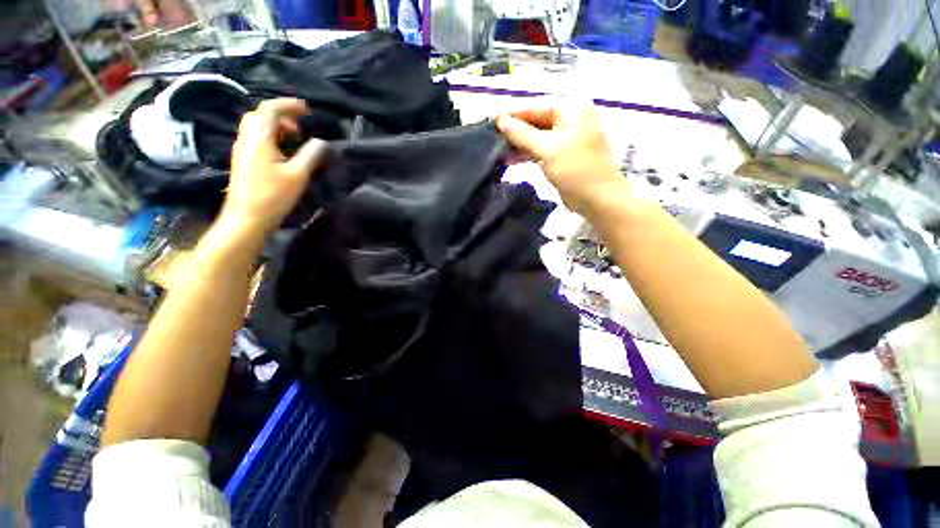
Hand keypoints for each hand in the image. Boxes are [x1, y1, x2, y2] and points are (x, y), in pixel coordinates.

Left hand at [219, 98, 326, 237]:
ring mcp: (243, 150)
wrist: (247, 218)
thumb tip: (322, 142)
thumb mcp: (298, 175)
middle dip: (281, 115)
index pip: (270, 109)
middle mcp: (247, 139)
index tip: (307, 110)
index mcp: (259, 138)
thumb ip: (311, 155)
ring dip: (276, 127)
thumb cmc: (273, 196)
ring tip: (296, 138)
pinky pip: (257, 140)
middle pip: (260, 116)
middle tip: (301, 125)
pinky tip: (284, 152)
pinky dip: (272, 138)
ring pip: (257, 128)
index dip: (288, 105)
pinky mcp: (244, 161)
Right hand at [496, 101, 627, 215]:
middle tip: (490, 138)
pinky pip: (541, 150)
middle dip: (514, 131)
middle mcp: (570, 120)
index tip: (490, 120)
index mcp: (571, 110)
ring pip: (537, 137)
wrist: (598, 199)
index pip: (535, 107)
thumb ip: (522, 134)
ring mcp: (567, 139)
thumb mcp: (547, 149)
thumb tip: (500, 119)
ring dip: (518, 145)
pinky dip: (527, 154)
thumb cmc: (576, 170)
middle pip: (536, 122)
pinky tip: (510, 160)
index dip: (512, 114)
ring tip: (497, 151)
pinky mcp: (562, 156)